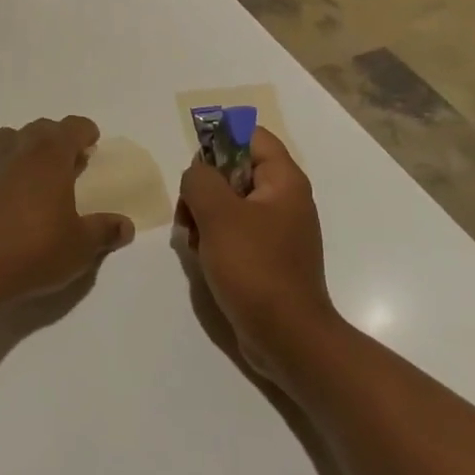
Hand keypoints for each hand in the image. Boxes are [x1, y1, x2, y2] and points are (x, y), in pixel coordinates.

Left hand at [0, 116, 134, 306]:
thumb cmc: (34, 249)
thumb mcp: (80, 247)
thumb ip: (104, 231)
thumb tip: (126, 226)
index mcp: (51, 153)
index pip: (73, 127)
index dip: (85, 132)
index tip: (92, 144)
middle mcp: (18, 146)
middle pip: (41, 128)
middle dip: (56, 139)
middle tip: (67, 163)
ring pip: (8, 139)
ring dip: (23, 148)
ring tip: (31, 174)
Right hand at [177, 128, 338, 384]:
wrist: (287, 338)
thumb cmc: (255, 268)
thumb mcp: (218, 214)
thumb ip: (200, 179)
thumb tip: (197, 173)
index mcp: (283, 181)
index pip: (251, 135)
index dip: (220, 140)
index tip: (195, 167)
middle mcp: (284, 199)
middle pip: (235, 168)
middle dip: (204, 185)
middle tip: (187, 210)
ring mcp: (276, 230)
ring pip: (229, 202)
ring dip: (204, 214)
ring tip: (192, 239)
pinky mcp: (266, 257)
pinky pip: (234, 231)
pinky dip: (214, 237)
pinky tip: (202, 258)